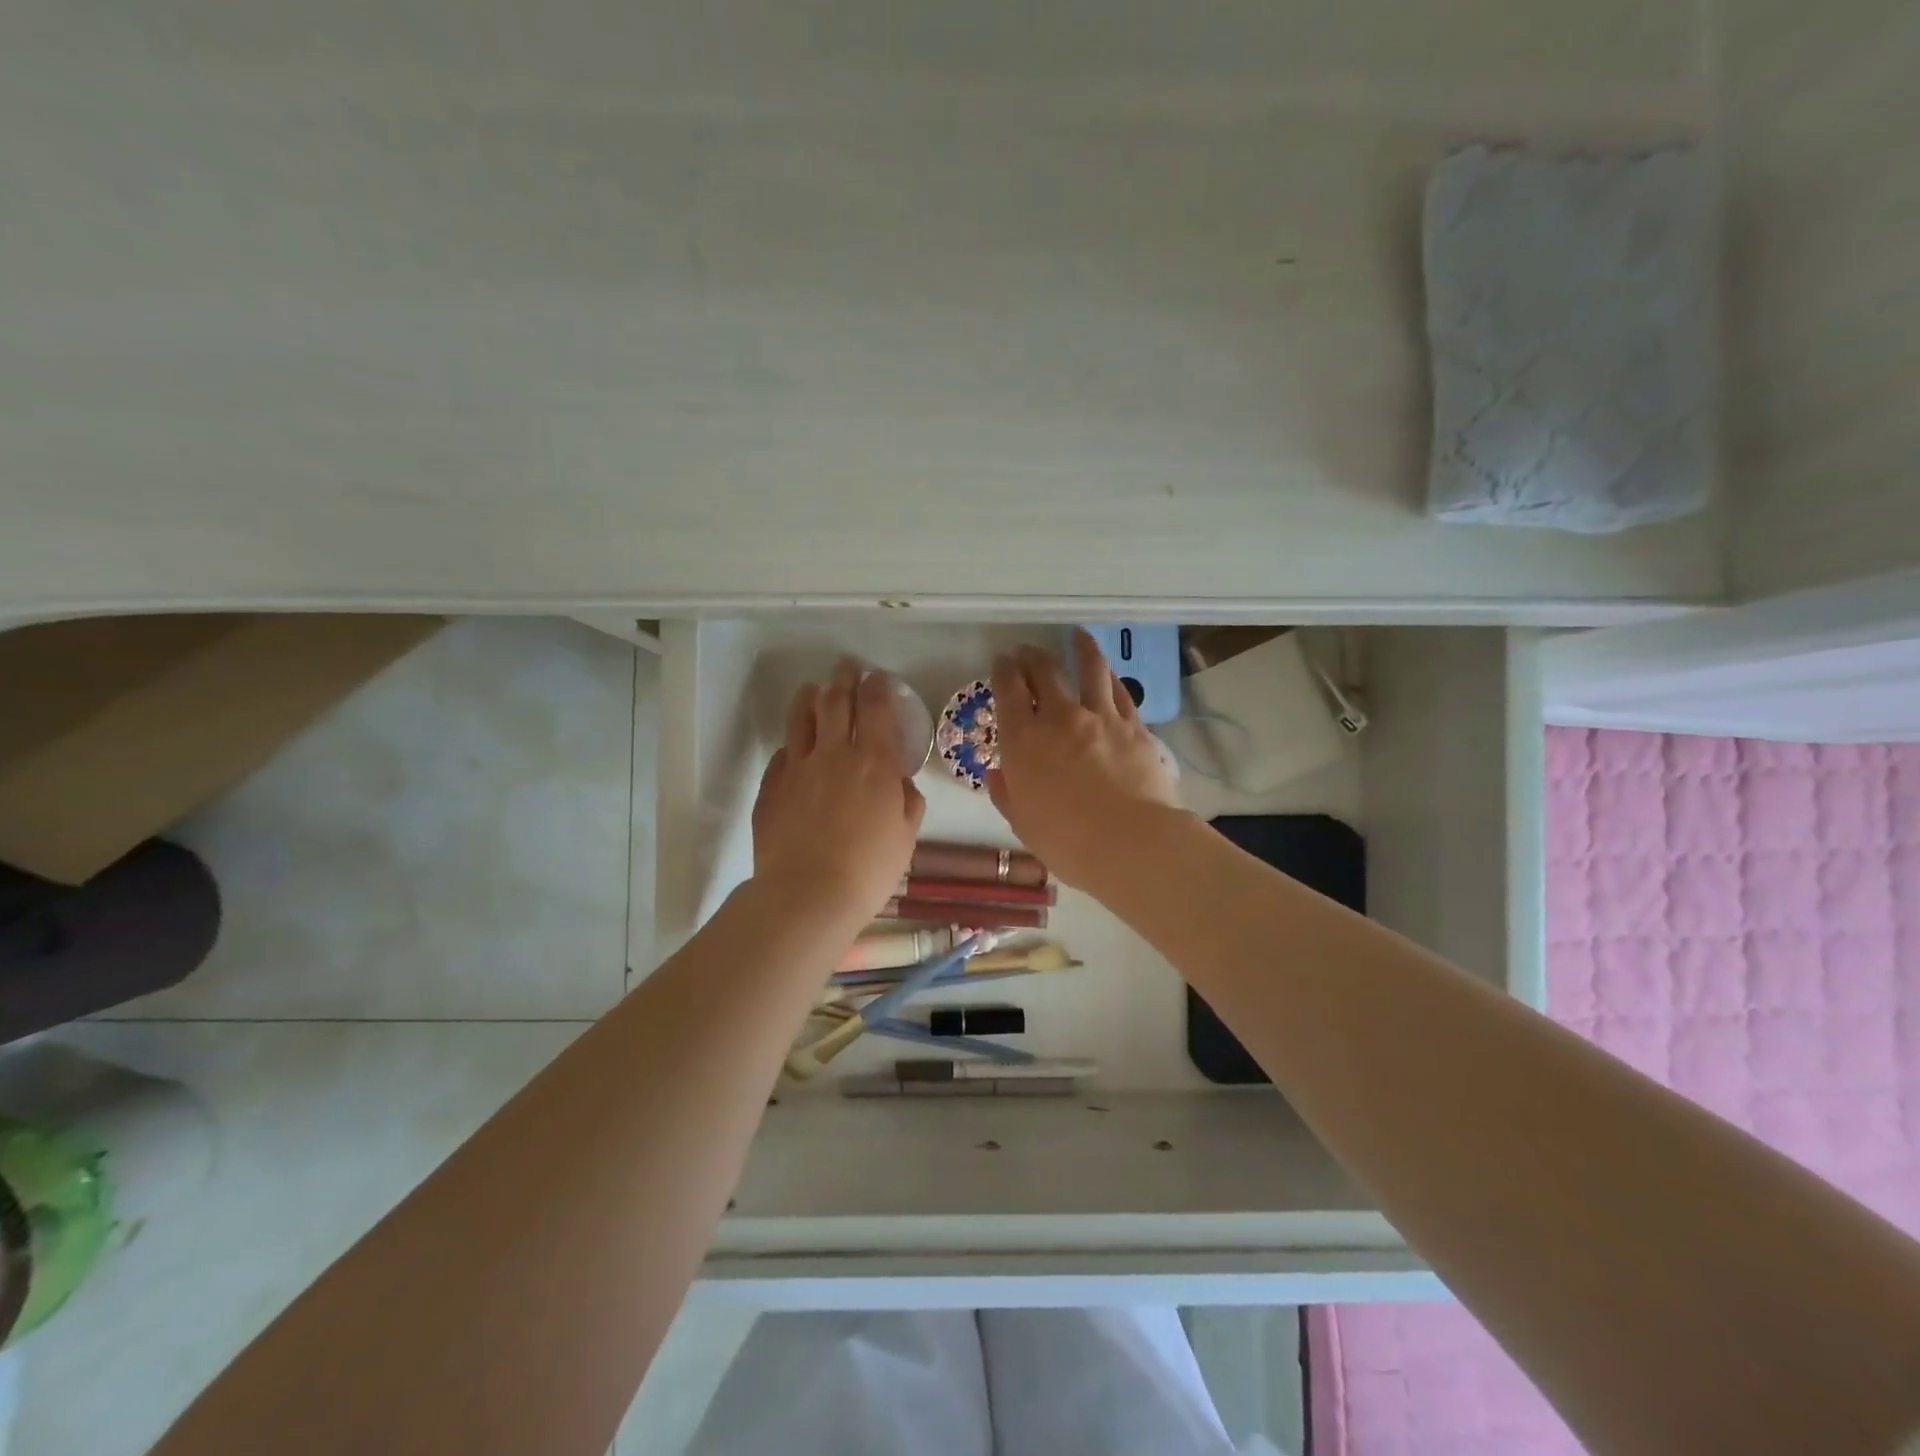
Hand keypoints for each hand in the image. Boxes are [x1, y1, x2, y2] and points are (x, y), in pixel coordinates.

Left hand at [751, 658, 926, 921]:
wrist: (807, 894)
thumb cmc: (869, 868)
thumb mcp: (905, 836)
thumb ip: (907, 801)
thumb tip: (900, 782)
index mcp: (873, 762)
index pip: (875, 709)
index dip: (877, 688)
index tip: (877, 678)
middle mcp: (833, 754)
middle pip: (836, 703)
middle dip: (843, 679)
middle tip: (846, 666)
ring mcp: (797, 769)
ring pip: (801, 721)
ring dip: (809, 699)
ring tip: (812, 689)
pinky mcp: (771, 789)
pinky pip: (781, 756)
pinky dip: (790, 746)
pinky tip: (792, 747)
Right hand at [986, 629, 1181, 890]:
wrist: (1129, 841)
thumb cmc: (1066, 840)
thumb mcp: (1023, 822)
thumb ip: (1007, 793)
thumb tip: (998, 774)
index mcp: (1023, 740)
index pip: (1008, 691)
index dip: (1003, 671)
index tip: (1002, 662)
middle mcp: (1059, 718)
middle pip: (1044, 672)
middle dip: (1032, 657)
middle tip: (1027, 652)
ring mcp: (1099, 717)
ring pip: (1089, 670)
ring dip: (1080, 649)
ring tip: (1078, 636)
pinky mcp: (1132, 726)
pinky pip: (1119, 692)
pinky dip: (1110, 678)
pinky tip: (1109, 673)